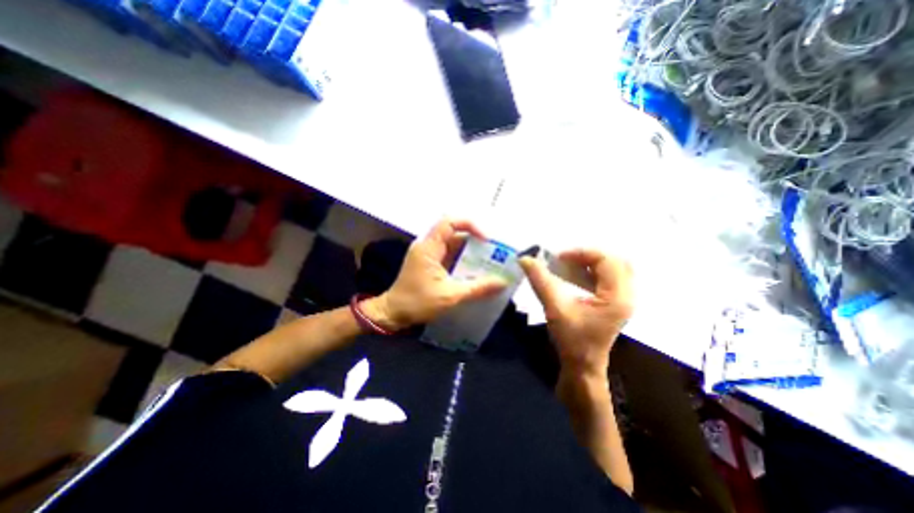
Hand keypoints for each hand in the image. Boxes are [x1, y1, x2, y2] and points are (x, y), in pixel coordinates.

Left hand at [362, 218, 505, 330]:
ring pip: (453, 244)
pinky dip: (463, 260)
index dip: (470, 225)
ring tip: (489, 261)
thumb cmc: (417, 302)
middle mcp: (428, 245)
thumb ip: (477, 288)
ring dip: (470, 251)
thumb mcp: (450, 296)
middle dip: (475, 240)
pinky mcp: (429, 262)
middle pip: (454, 232)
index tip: (486, 240)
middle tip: (493, 252)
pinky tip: (475, 270)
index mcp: (429, 247)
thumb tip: (502, 283)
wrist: (393, 313)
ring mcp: (428, 254)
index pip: (450, 222)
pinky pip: (450, 255)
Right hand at [522, 248, 637, 376]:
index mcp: (617, 297)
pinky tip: (574, 276)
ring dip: (590, 262)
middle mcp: (626, 295)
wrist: (583, 367)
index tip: (558, 257)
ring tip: (568, 265)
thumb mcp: (555, 308)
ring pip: (612, 268)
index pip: (606, 260)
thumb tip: (525, 259)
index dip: (581, 253)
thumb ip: (540, 281)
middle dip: (587, 256)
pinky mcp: (615, 303)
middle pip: (614, 260)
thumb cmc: (572, 340)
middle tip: (565, 259)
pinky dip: (591, 271)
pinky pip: (608, 277)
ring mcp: (623, 299)